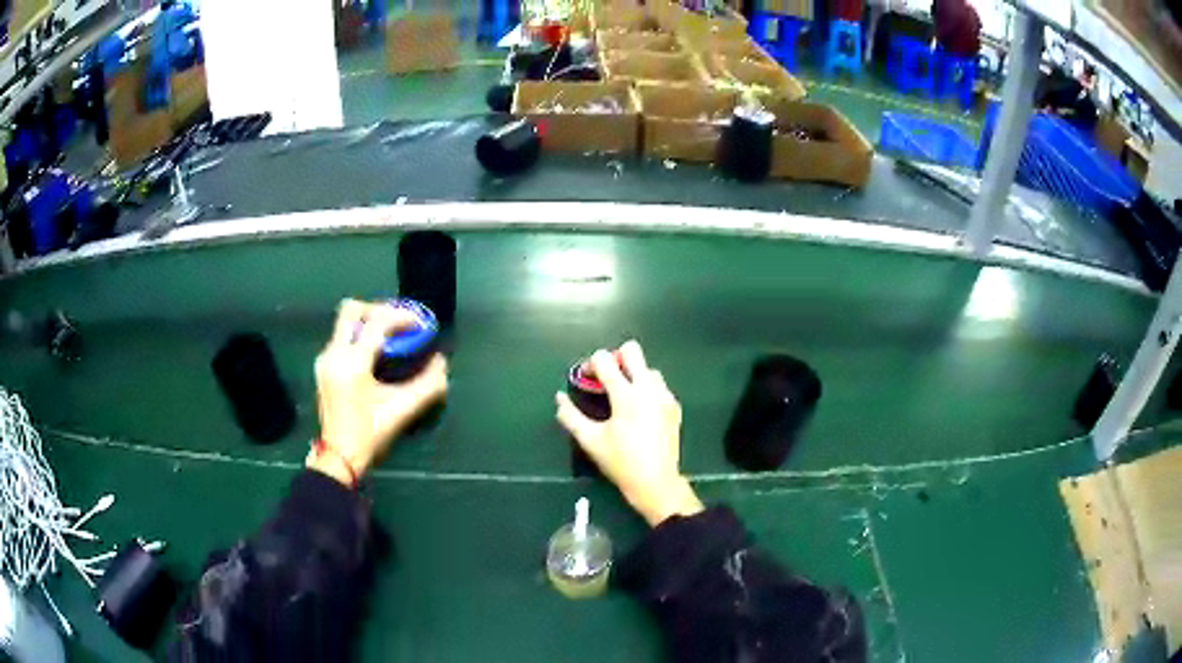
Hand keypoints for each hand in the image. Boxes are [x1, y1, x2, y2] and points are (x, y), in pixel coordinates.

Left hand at [310, 299, 447, 484]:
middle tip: (399, 324)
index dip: (402, 318)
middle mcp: (334, 353)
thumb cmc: (369, 435)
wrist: (338, 457)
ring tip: (390, 338)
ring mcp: (325, 359)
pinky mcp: (323, 367)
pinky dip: (359, 336)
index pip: (377, 323)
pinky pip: (341, 337)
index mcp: (353, 362)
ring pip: (345, 323)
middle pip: (353, 310)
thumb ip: (427, 384)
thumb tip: (441, 363)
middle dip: (379, 310)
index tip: (420, 326)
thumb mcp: (402, 410)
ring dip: (368, 323)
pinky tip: (375, 353)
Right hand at [555, 340, 702, 525]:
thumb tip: (559, 397)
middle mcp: (648, 388)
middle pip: (632, 350)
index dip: (590, 364)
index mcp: (626, 395)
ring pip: (648, 368)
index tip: (585, 379)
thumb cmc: (620, 461)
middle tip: (606, 380)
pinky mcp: (674, 407)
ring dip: (633, 374)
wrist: (655, 482)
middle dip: (615, 358)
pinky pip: (659, 386)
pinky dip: (647, 389)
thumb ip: (570, 416)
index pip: (604, 359)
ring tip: (623, 396)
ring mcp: (665, 396)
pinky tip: (639, 410)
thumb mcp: (590, 440)